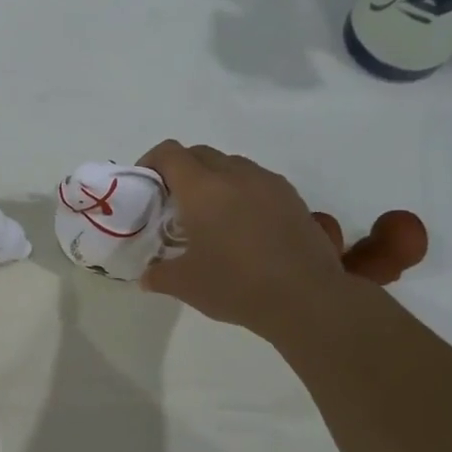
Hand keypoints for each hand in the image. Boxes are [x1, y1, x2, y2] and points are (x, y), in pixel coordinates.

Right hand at [137, 141, 347, 334]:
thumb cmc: (235, 285)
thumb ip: (158, 275)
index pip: (169, 154)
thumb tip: (147, 276)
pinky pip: (257, 181)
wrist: (306, 298)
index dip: (151, 162)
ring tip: (209, 214)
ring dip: (213, 179)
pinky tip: (242, 226)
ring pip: (231, 165)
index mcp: (202, 189)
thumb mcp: (184, 285)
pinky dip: (241, 192)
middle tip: (172, 202)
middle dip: (181, 170)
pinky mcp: (292, 197)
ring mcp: (268, 183)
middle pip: (200, 154)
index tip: (145, 185)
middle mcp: (235, 175)